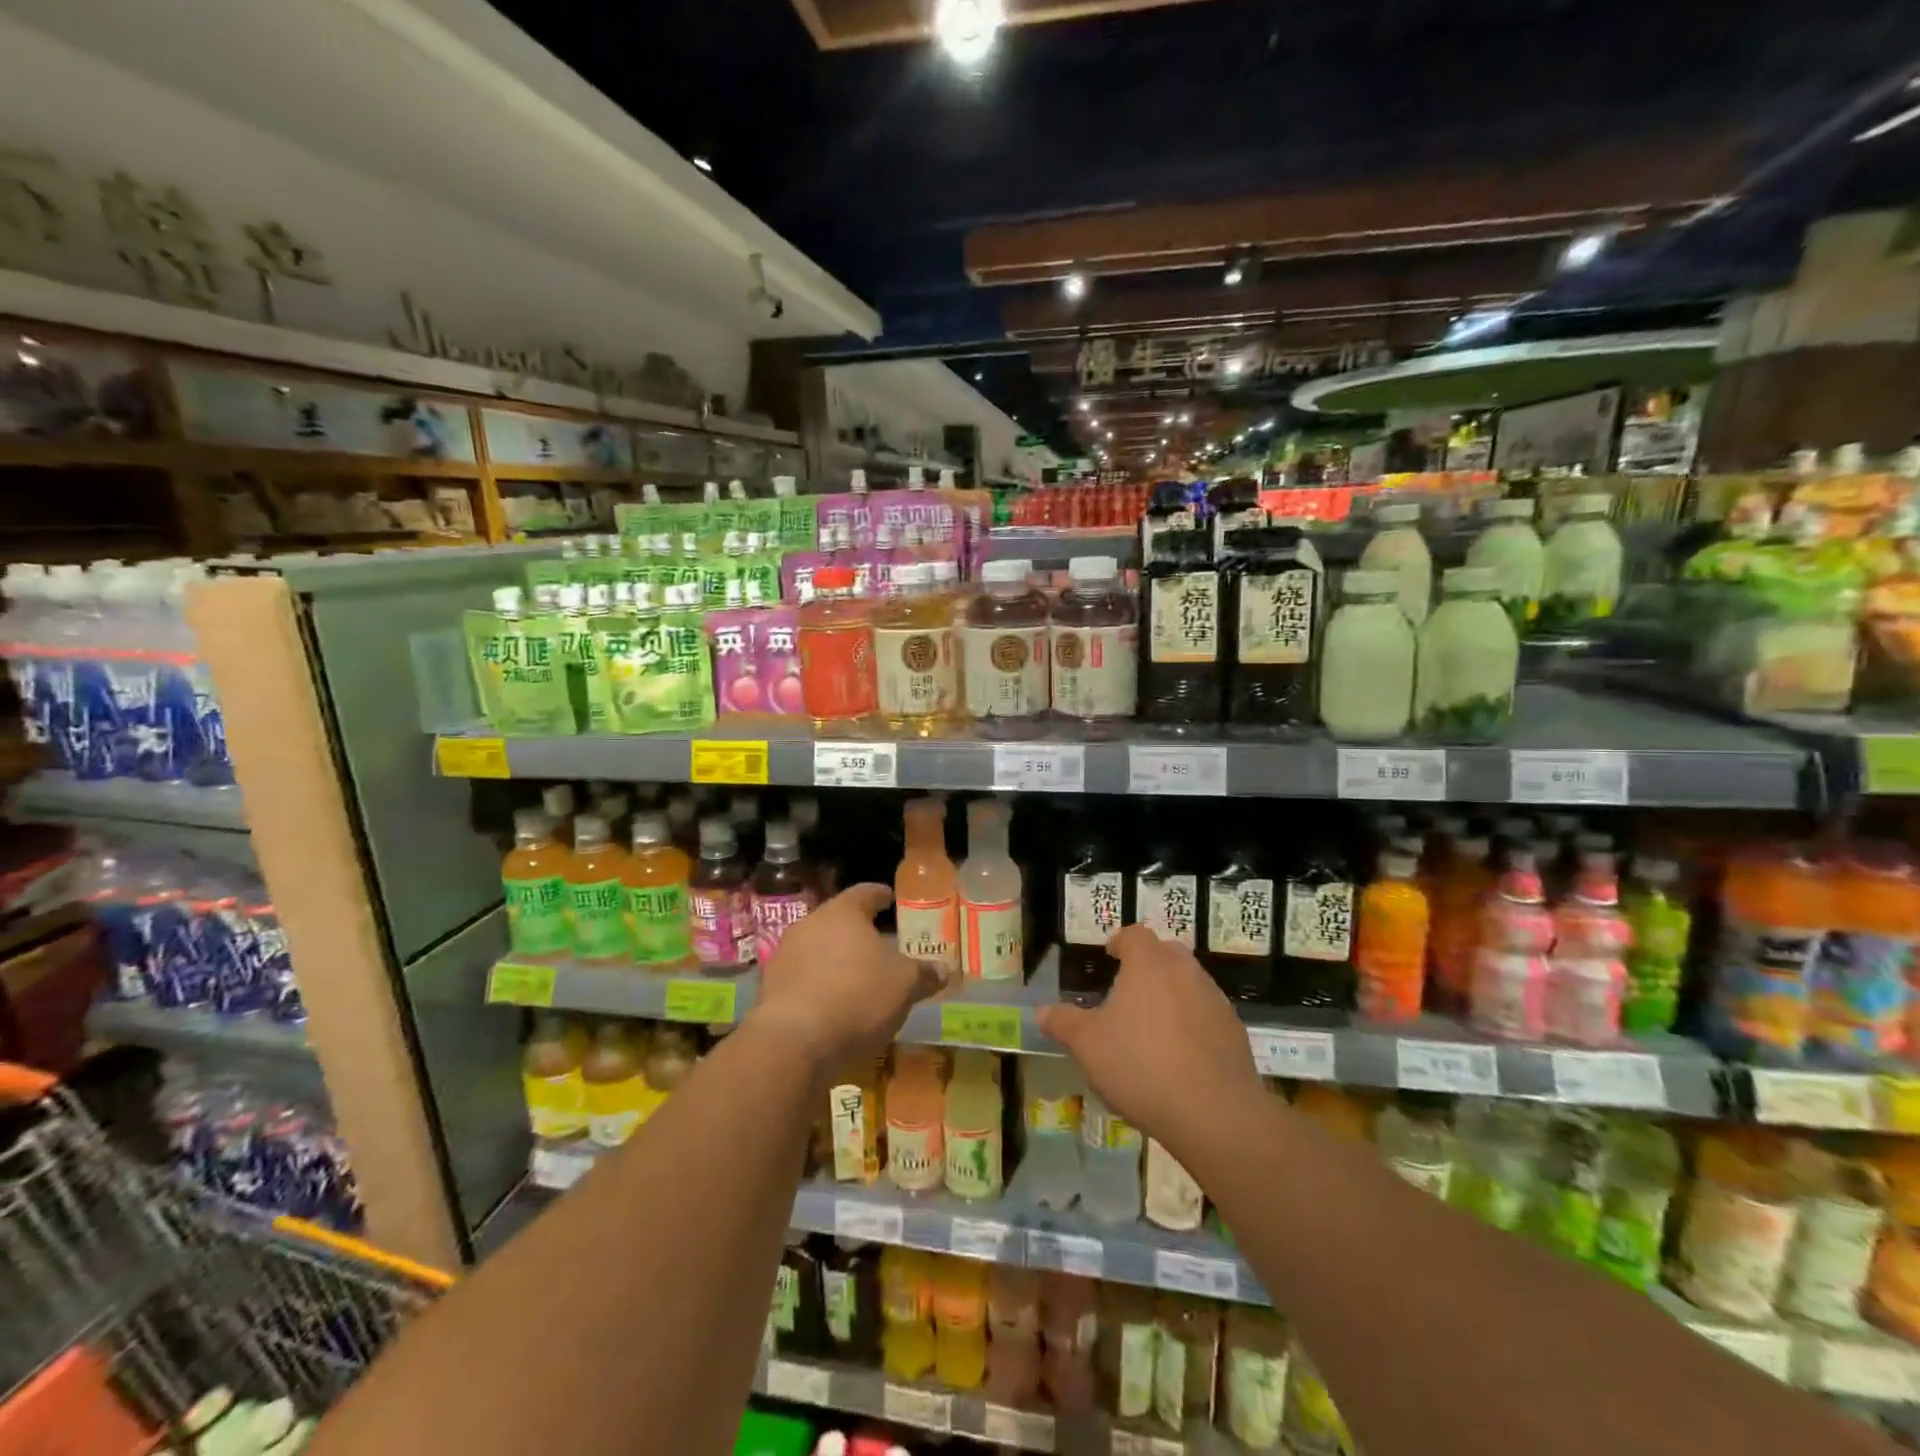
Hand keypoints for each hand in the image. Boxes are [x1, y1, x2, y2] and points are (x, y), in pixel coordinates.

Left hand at [754, 884, 944, 1072]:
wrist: (793, 1043)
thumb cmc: (857, 997)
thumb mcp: (904, 985)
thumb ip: (924, 973)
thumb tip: (944, 969)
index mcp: (842, 912)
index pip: (865, 893)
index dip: (880, 895)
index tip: (890, 898)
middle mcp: (809, 924)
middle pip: (837, 921)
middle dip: (857, 932)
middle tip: (878, 944)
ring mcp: (784, 956)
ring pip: (817, 949)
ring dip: (835, 960)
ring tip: (857, 978)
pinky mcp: (769, 989)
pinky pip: (802, 979)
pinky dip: (819, 986)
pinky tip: (833, 1005)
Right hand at [1036, 925, 1264, 1152]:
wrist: (1214, 1112)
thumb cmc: (1140, 1065)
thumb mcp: (1087, 1045)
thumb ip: (1063, 1023)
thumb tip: (1041, 1011)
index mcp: (1149, 964)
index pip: (1135, 935)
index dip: (1121, 942)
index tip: (1110, 956)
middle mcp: (1185, 971)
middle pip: (1166, 953)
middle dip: (1149, 965)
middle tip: (1129, 991)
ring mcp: (1215, 1000)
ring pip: (1190, 983)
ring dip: (1172, 994)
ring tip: (1153, 1027)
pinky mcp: (1235, 1032)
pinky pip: (1207, 1015)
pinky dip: (1193, 1024)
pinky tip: (1180, 1056)